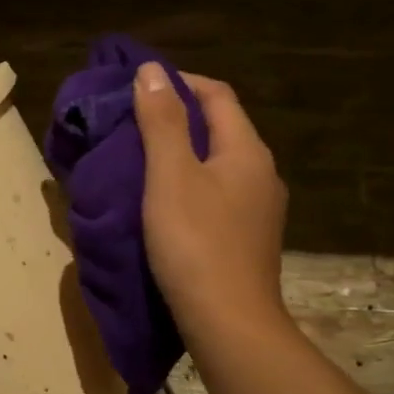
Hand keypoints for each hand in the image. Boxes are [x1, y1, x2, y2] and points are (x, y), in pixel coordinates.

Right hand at [133, 64, 286, 333]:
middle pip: (221, 128)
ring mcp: (259, 210)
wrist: (229, 323)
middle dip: (179, 118)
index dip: (180, 82)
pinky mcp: (248, 239)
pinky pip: (218, 196)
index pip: (217, 95)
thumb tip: (151, 70)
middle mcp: (261, 174)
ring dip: (183, 155)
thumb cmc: (195, 243)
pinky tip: (164, 204)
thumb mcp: (170, 176)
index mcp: (246, 151)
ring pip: (219, 165)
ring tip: (141, 161)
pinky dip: (190, 187)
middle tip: (132, 123)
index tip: (139, 87)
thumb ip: (161, 122)